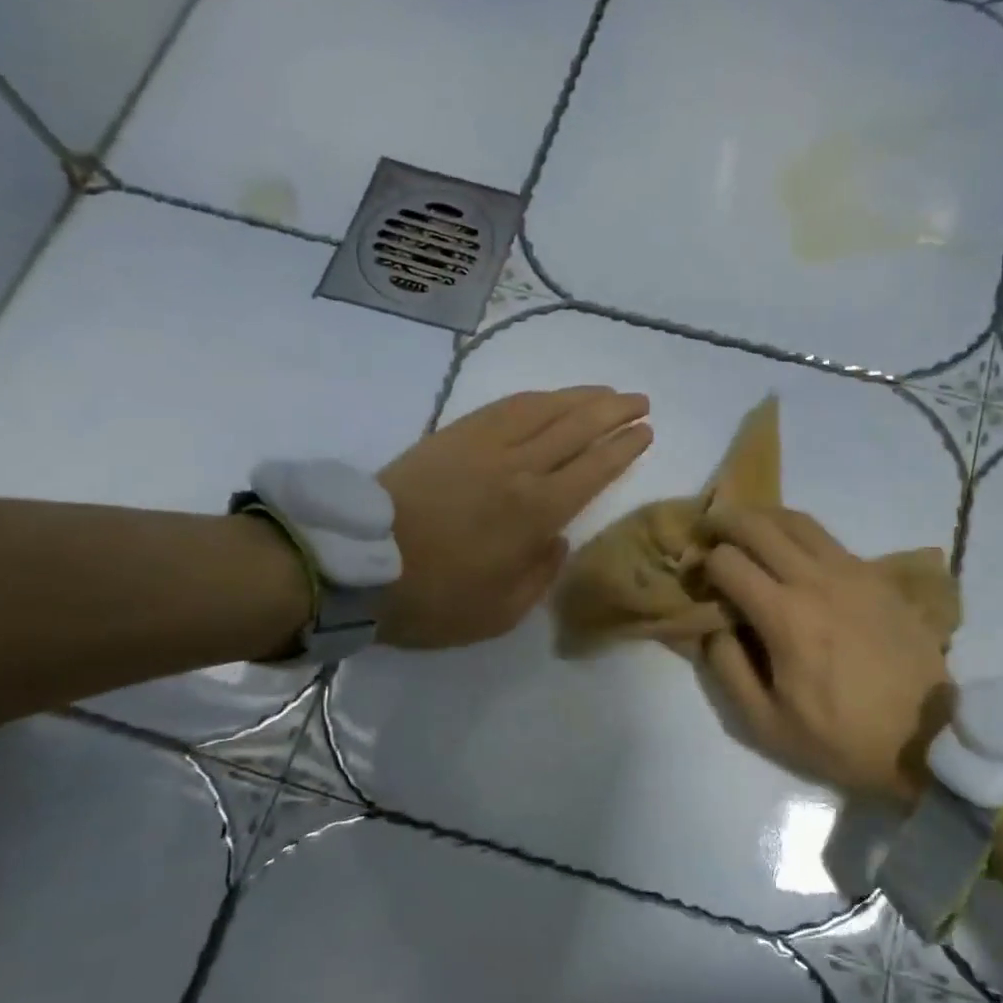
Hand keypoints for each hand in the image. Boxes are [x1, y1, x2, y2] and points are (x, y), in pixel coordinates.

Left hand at [376, 387, 650, 647]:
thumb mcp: (501, 612)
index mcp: (537, 512)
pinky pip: (505, 406)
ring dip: (581, 397)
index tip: (645, 432)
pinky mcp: (453, 434)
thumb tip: (558, 539)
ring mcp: (484, 444)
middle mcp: (519, 468)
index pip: (594, 468)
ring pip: (544, 408)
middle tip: (640, 402)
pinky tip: (549, 397)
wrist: (357, 564)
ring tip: (606, 391)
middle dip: (614, 412)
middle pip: (578, 427)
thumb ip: (541, 574)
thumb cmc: (433, 598)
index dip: (624, 448)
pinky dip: (536, 397)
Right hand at [701, 509, 951, 803]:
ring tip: (747, 530)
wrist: (926, 739)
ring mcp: (853, 572)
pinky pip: (830, 539)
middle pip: (760, 526)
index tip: (697, 577)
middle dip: (725, 522)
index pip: (728, 562)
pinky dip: (800, 535)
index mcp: (785, 616)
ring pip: (798, 521)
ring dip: (764, 518)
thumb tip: (710, 627)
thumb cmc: (841, 739)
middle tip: (709, 531)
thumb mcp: (766, 723)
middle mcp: (816, 580)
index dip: (704, 564)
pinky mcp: (878, 576)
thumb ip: (728, 669)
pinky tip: (793, 553)